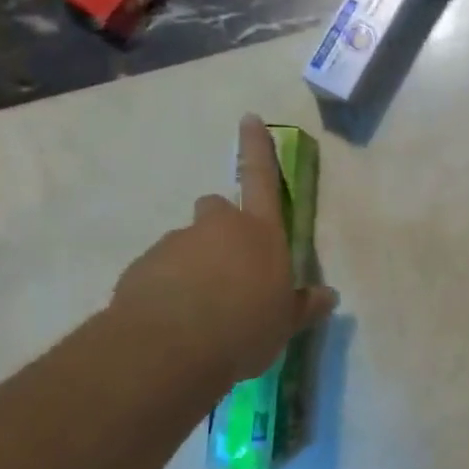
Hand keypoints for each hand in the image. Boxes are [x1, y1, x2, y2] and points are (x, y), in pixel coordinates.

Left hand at [108, 116, 336, 383]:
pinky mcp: (141, 268)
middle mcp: (217, 227)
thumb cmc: (244, 328)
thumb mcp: (284, 323)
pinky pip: (159, 271)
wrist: (169, 350)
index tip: (249, 118)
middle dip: (221, 227)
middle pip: (216, 207)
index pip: (262, 178)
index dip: (257, 147)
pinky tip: (173, 321)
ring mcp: (176, 244)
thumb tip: (328, 297)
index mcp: (260, 233)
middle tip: (227, 266)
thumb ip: (302, 306)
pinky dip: (166, 287)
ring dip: (193, 264)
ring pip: (186, 243)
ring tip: (198, 309)